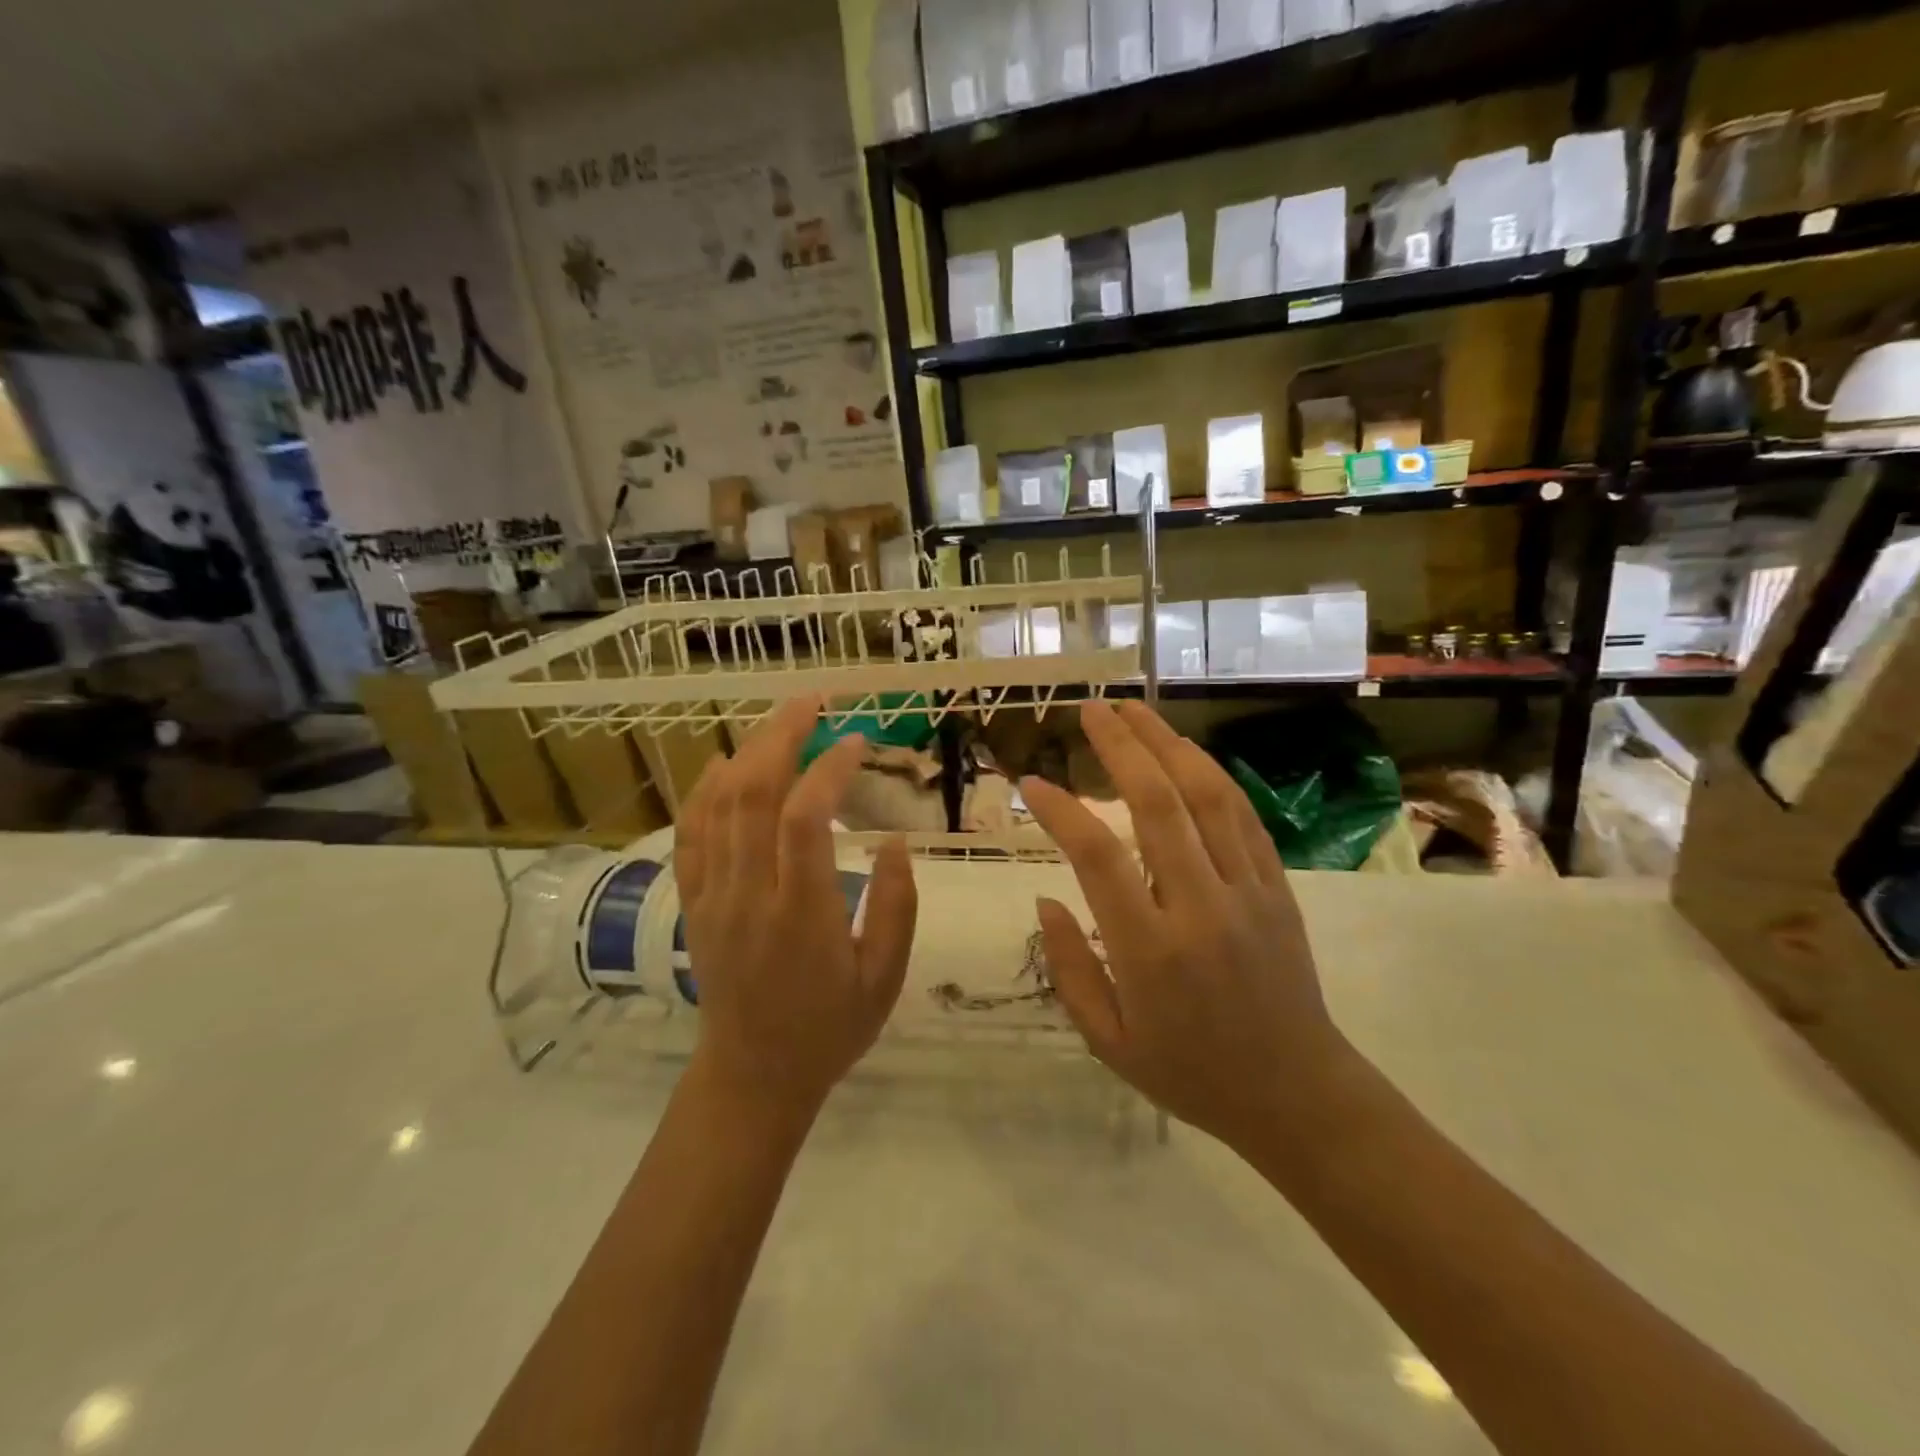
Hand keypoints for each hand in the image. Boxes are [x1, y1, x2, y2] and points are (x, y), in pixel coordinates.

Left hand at [674, 698, 916, 1115]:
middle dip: (782, 736)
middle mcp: (749, 894)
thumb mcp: (885, 977)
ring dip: (748, 751)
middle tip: (813, 703)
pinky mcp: (694, 902)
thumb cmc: (830, 1028)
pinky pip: (689, 833)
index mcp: (801, 913)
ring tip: (781, 721)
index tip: (857, 741)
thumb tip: (893, 841)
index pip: (804, 818)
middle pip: (753, 793)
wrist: (753, 1076)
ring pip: (718, 804)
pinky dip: (703, 789)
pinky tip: (723, 761)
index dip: (829, 768)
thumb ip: (896, 906)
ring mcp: (712, 896)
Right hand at [1020, 700, 1357, 1154]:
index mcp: (1149, 951)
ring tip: (1135, 710)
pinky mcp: (1276, 887)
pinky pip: (1242, 816)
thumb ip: (1070, 966)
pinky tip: (1185, 751)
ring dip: (1167, 745)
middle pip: (1157, 805)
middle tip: (1091, 709)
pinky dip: (1211, 775)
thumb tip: (1045, 897)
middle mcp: (1199, 908)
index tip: (1032, 783)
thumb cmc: (1189, 1072)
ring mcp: (1246, 892)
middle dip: (1121, 747)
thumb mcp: (1107, 1040)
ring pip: (1206, 798)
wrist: (1297, 1094)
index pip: (1097, 858)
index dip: (1061, 811)